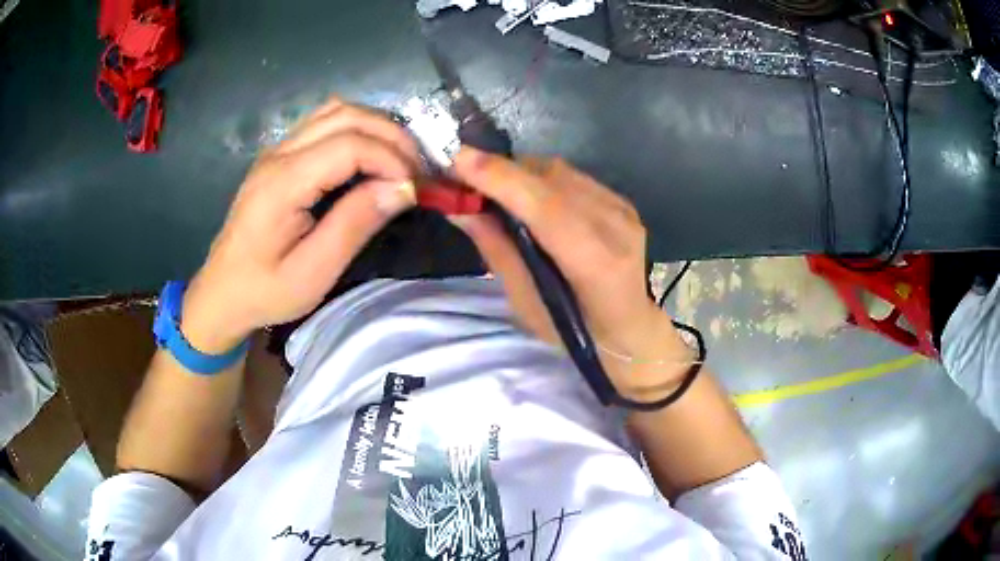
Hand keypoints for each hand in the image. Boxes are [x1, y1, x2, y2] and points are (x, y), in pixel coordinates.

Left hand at [181, 98, 419, 352]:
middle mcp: (279, 154)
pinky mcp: (280, 156)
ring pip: (337, 111)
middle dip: (392, 136)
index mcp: (283, 183)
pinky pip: (325, 123)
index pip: (350, 144)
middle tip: (418, 171)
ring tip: (400, 161)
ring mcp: (277, 150)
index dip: (391, 159)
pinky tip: (370, 156)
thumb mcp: (313, 273)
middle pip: (347, 115)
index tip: (415, 190)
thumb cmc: (264, 291)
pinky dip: (357, 130)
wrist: (222, 292)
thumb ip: (355, 225)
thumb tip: (403, 189)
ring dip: (376, 128)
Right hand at [451, 148, 691, 397]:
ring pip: (560, 171)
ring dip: (519, 173)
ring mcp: (623, 209)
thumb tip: (460, 208)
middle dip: (502, 171)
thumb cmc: (575, 331)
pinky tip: (528, 197)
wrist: (630, 327)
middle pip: (552, 179)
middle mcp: (616, 226)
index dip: (502, 180)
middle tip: (464, 177)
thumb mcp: (527, 305)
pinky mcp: (621, 201)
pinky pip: (571, 176)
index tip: (458, 159)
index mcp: (596, 264)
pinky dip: (540, 179)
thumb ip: (498, 251)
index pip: (547, 209)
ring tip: (494, 188)